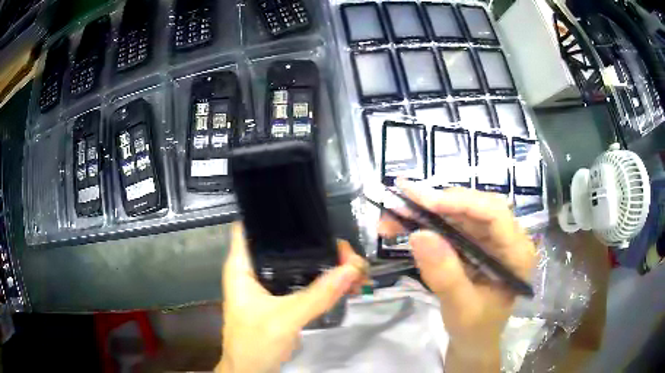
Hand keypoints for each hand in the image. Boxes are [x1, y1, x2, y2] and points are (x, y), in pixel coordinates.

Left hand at [217, 222, 366, 372]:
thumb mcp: (285, 319)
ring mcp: (269, 285)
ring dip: (326, 265)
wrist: (252, 371)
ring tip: (355, 268)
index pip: (253, 225)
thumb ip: (318, 295)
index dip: (276, 214)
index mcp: (242, 266)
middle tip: (348, 253)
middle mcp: (255, 270)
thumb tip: (352, 269)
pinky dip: (324, 282)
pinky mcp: (282, 299)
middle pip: (288, 244)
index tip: (310, 212)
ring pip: (301, 264)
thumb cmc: (254, 343)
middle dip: (319, 245)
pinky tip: (345, 283)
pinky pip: (306, 283)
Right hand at [378, 180, 534, 371]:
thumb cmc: (475, 329)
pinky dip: (427, 223)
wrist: (474, 341)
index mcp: (517, 252)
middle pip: (474, 207)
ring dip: (426, 211)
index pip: (494, 213)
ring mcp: (490, 238)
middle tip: (400, 202)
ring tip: (393, 215)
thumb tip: (419, 234)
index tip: (423, 202)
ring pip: (459, 212)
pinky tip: (405, 224)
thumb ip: (445, 275)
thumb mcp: (461, 309)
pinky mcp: (475, 242)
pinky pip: (451, 225)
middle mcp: (507, 237)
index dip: (460, 202)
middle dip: (436, 204)